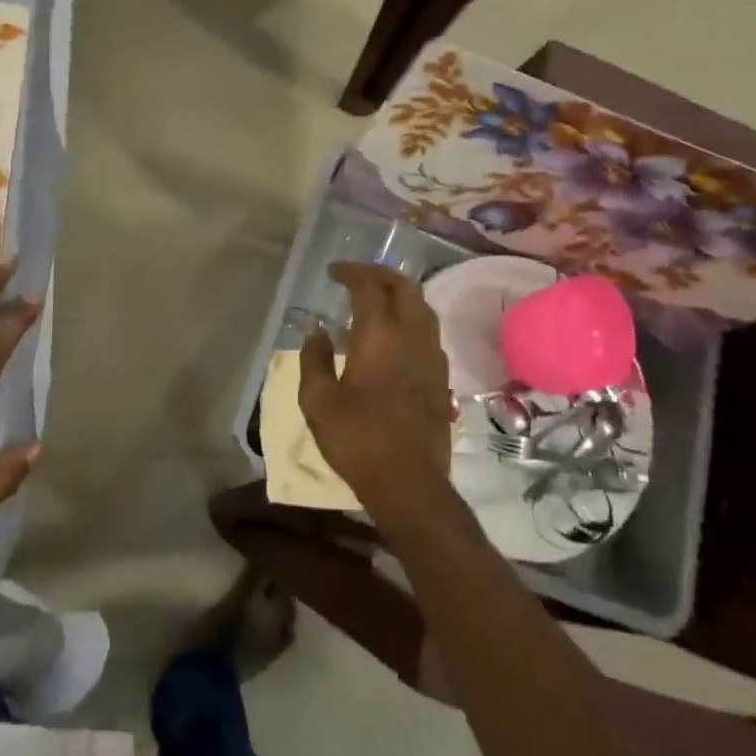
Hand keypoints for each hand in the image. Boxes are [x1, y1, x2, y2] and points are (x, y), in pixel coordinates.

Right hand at [297, 263, 452, 527]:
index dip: (351, 272)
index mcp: (379, 335)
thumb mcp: (318, 401)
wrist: (409, 484)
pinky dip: (410, 320)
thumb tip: (316, 333)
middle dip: (380, 274)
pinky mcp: (441, 378)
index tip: (333, 272)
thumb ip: (314, 360)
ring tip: (376, 302)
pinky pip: (429, 332)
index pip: (369, 286)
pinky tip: (393, 338)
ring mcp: (432, 356)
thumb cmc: (357, 439)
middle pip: (405, 287)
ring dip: (400, 295)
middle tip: (357, 277)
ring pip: (423, 308)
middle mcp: (412, 336)